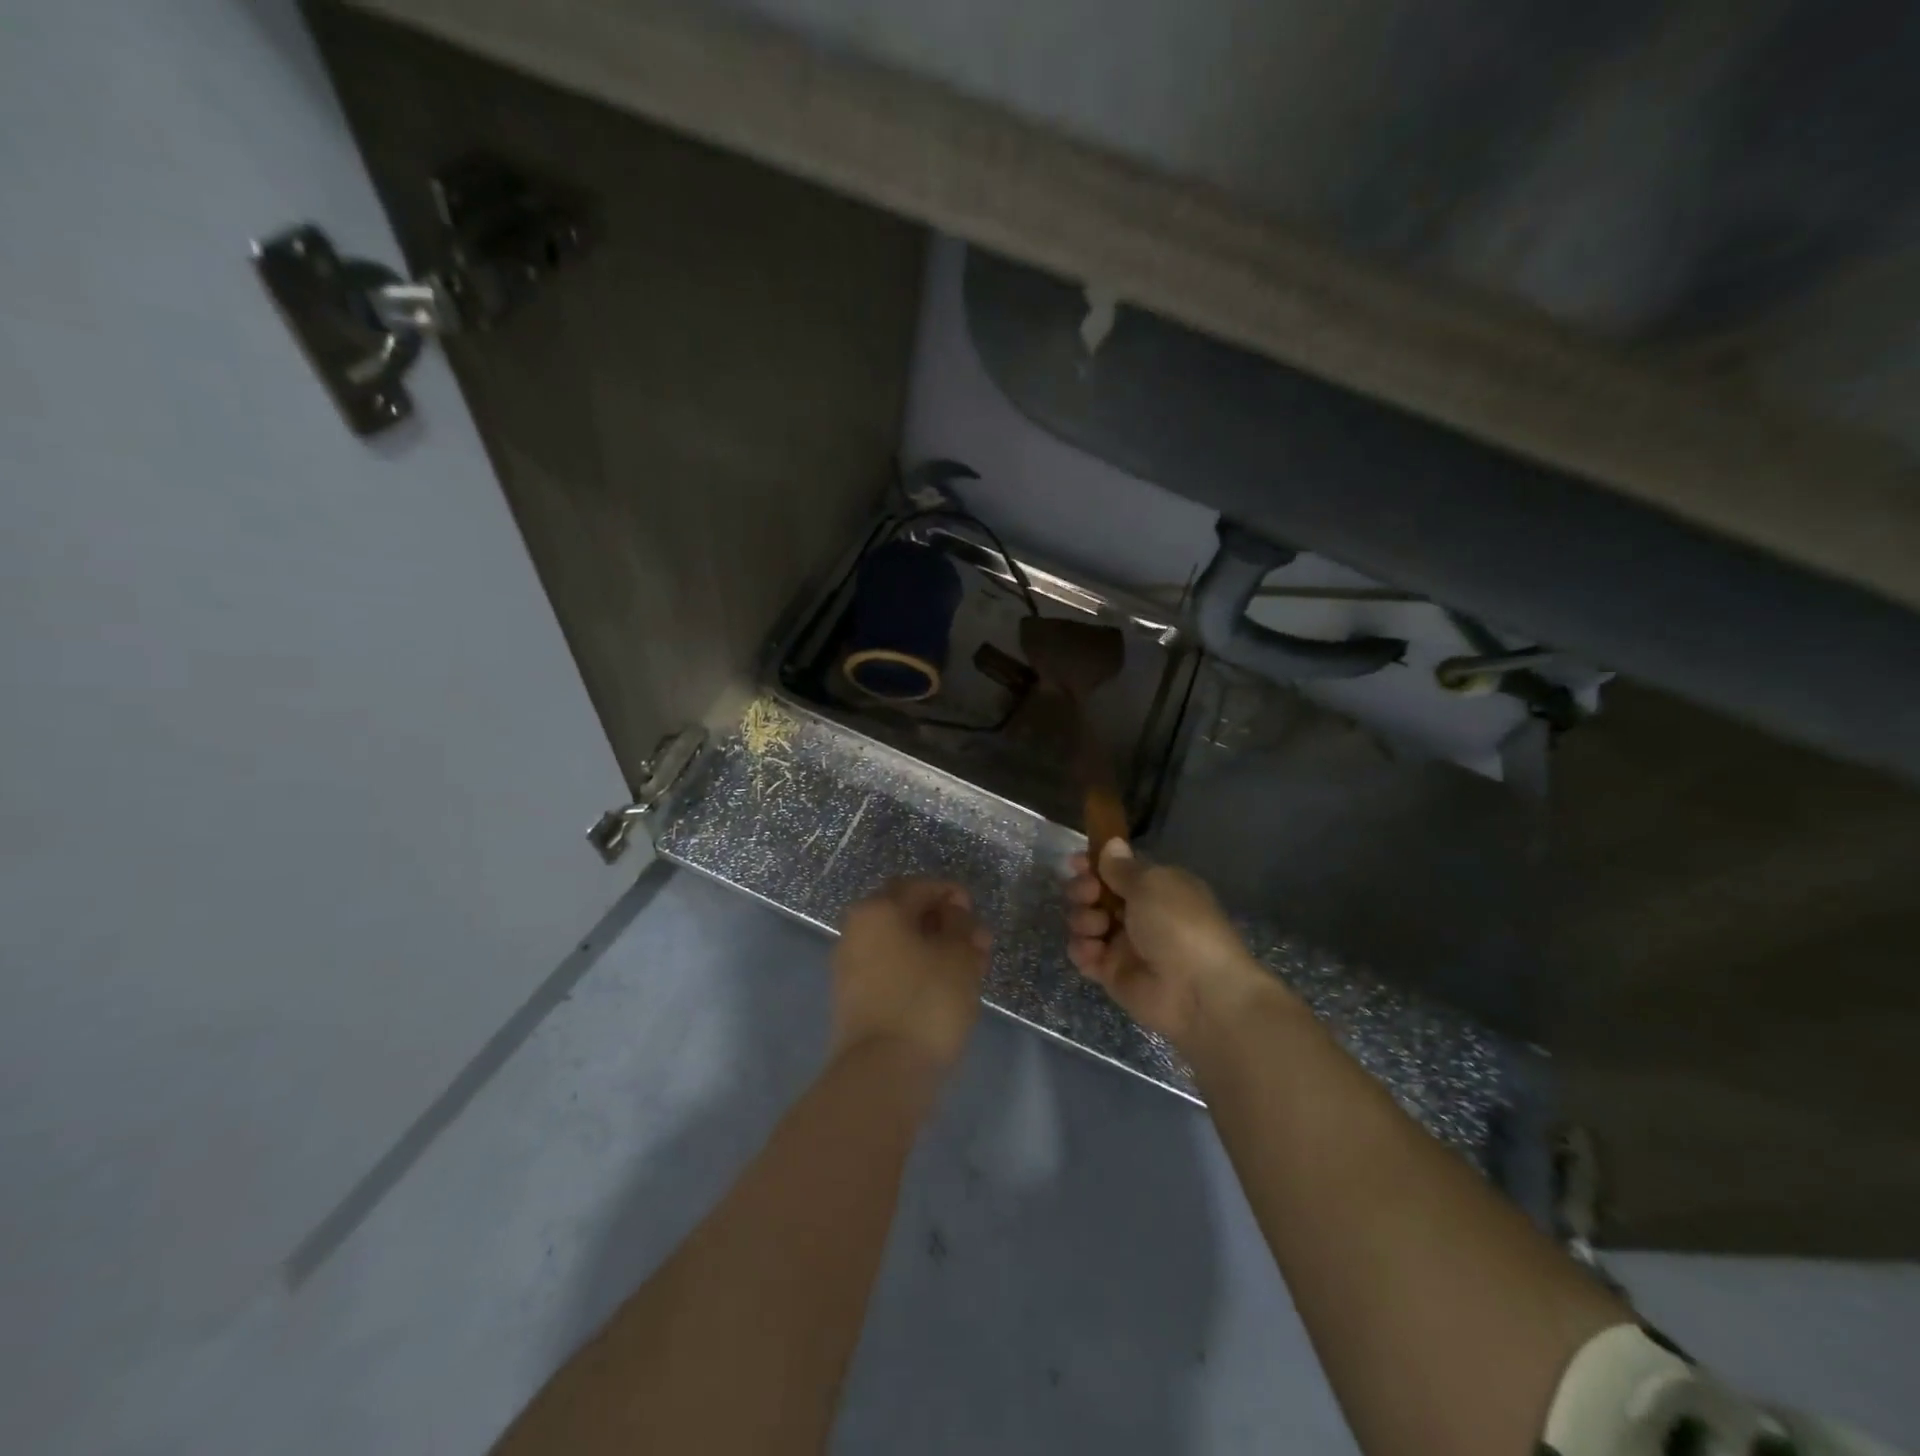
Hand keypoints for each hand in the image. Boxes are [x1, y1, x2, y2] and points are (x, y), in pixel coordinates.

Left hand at [832, 879, 991, 1071]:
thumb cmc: (926, 1002)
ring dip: (933, 946)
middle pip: (907, 912)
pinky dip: (916, 967)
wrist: (882, 1073)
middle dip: (944, 922)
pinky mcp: (853, 995)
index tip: (977, 917)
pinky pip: (890, 966)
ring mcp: (850, 963)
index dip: (954, 895)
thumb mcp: (959, 955)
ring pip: (899, 941)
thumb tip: (953, 912)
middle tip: (976, 943)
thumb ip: (961, 924)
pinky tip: (943, 986)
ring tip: (968, 968)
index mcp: (879, 908)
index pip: (922, 886)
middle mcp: (857, 928)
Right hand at [1065, 841, 1269, 1049]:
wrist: (1198, 990)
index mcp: (1155, 887)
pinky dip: (1082, 950)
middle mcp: (1138, 912)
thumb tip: (1111, 843)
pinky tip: (1092, 951)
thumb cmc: (1178, 924)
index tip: (1077, 862)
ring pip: (1085, 922)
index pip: (1116, 869)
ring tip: (1098, 928)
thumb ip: (1122, 867)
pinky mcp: (1111, 973)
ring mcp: (1123, 944)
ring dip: (1083, 920)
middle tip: (1089, 895)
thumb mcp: (1152, 884)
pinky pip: (1084, 954)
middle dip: (1083, 889)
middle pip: (1094, 893)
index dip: (1094, 864)